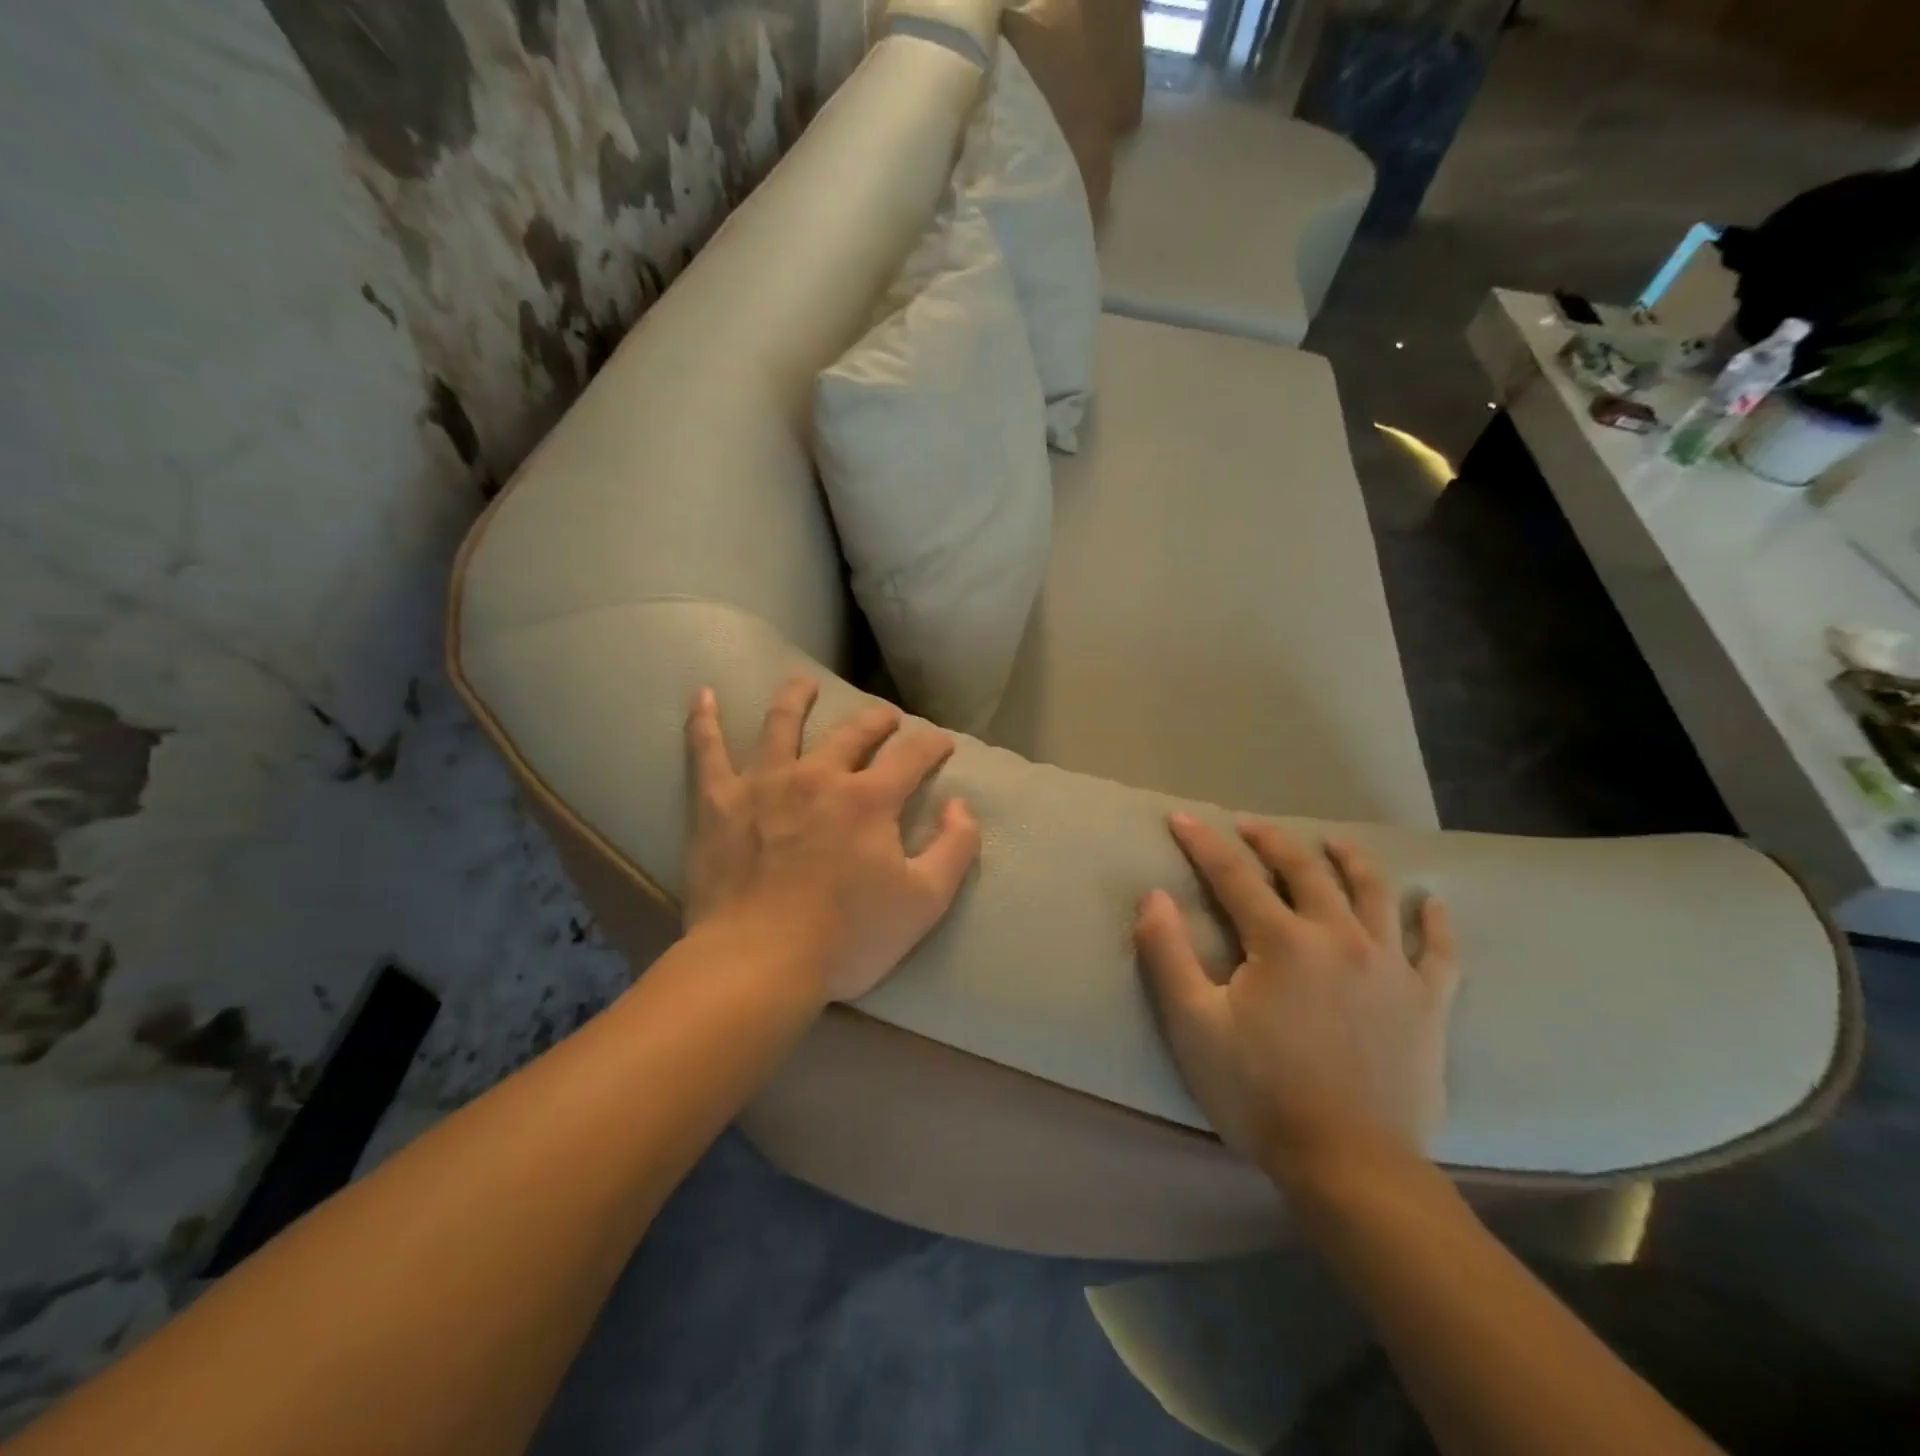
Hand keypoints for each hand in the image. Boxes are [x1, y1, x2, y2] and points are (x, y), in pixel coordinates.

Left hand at [683, 676, 980, 1002]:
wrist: (758, 963)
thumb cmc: (846, 937)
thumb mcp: (924, 902)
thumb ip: (955, 848)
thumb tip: (961, 805)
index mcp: (869, 799)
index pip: (912, 755)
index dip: (932, 744)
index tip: (942, 743)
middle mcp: (819, 776)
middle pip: (852, 732)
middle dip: (876, 719)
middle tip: (886, 716)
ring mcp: (764, 783)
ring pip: (781, 723)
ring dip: (796, 698)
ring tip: (803, 682)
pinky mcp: (718, 802)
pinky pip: (706, 751)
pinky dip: (704, 721)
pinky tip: (704, 695)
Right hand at [1134, 814, 1458, 1184]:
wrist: (1350, 1165)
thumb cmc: (1260, 1093)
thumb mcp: (1193, 1025)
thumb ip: (1167, 954)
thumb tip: (1154, 896)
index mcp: (1282, 941)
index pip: (1233, 875)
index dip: (1203, 843)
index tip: (1181, 818)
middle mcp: (1339, 937)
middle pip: (1304, 870)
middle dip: (1271, 840)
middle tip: (1249, 825)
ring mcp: (1391, 968)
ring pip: (1374, 894)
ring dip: (1351, 861)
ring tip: (1334, 844)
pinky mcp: (1427, 1004)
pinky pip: (1439, 952)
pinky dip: (1435, 922)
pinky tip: (1433, 903)